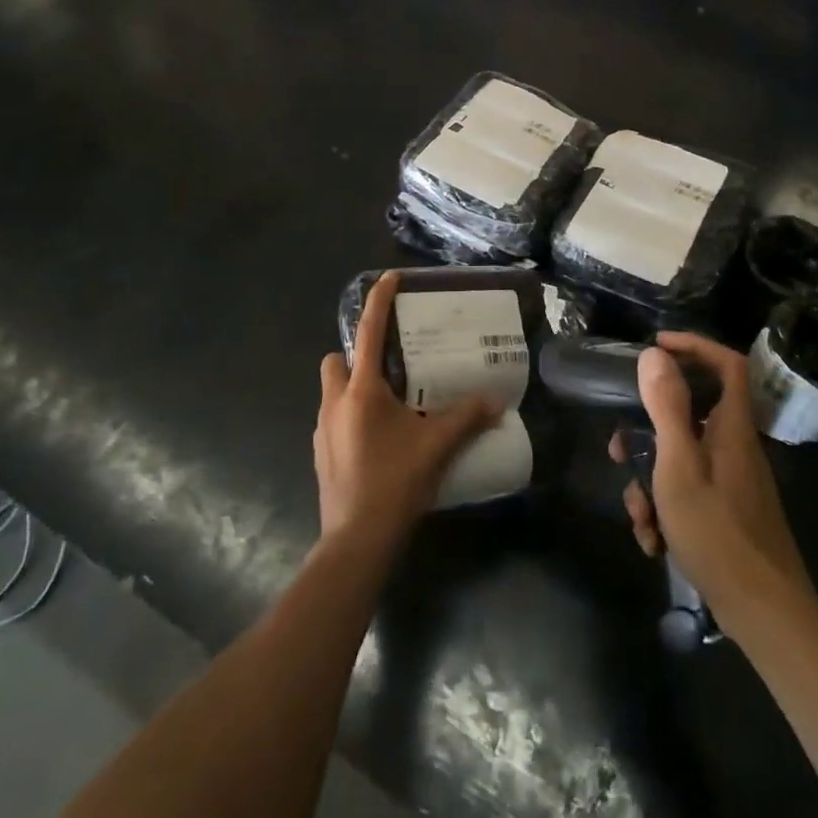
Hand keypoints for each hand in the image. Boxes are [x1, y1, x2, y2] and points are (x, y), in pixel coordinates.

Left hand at [316, 271, 502, 546]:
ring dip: (353, 388)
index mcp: (361, 390)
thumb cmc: (395, 481)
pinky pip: (333, 420)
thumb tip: (497, 401)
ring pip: (332, 392)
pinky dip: (351, 417)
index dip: (378, 301)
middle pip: (337, 361)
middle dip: (356, 355)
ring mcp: (322, 430)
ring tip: (389, 405)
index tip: (388, 277)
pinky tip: (378, 440)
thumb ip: (467, 418)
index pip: (369, 332)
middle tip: (390, 367)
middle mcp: (335, 402)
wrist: (357, 539)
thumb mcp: (436, 445)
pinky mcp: (321, 454)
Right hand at [610, 333, 814, 633]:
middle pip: (690, 416)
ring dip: (651, 484)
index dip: (695, 346)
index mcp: (731, 428)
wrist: (764, 614)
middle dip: (648, 432)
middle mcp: (734, 447)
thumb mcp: (680, 465)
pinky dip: (666, 510)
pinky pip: (688, 493)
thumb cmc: (718, 532)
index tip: (656, 346)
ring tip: (641, 518)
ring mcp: (731, 482)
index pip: (727, 364)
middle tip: (620, 449)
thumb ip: (667, 407)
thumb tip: (655, 354)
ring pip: (681, 460)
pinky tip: (655, 542)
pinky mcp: (726, 512)